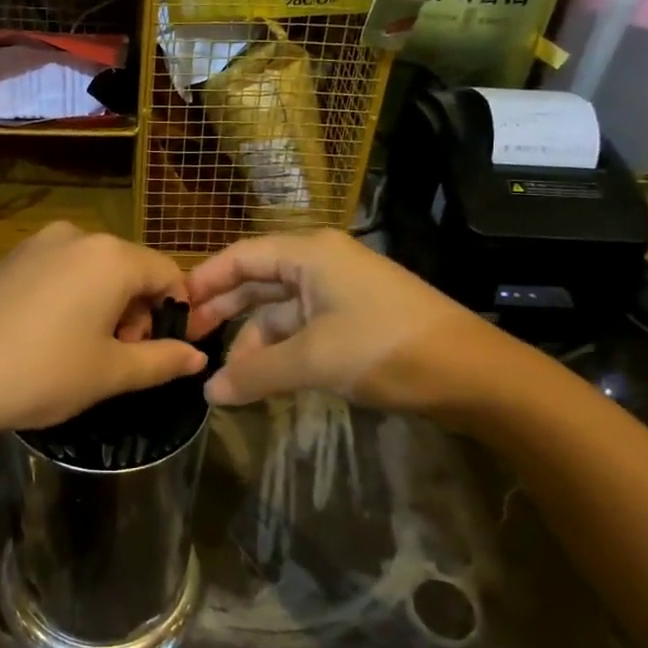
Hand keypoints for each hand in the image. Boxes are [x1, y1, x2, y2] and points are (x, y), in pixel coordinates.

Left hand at [0, 222, 205, 437]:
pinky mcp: (9, 258)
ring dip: (102, 304)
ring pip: (93, 269)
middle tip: (116, 357)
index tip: (158, 351)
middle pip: (130, 268)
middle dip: (135, 311)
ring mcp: (37, 243)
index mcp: (111, 256)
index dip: (173, 313)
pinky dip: (68, 297)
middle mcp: (77, 236)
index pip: (168, 274)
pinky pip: (57, 271)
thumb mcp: (111, 373)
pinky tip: (44, 335)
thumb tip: (198, 358)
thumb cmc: (43, 373)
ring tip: (80, 349)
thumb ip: (162, 360)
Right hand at [185, 230, 527, 422]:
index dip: (205, 280)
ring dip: (253, 340)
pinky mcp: (354, 317)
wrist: (472, 372)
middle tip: (190, 340)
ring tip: (227, 376)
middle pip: (258, 280)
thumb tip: (208, 393)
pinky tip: (264, 378)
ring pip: (280, 309)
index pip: (241, 256)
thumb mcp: (313, 360)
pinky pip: (303, 327)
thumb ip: (255, 374)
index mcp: (310, 254)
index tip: (174, 308)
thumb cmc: (384, 347)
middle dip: (224, 311)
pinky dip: (281, 349)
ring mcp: (340, 290)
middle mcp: (321, 263)